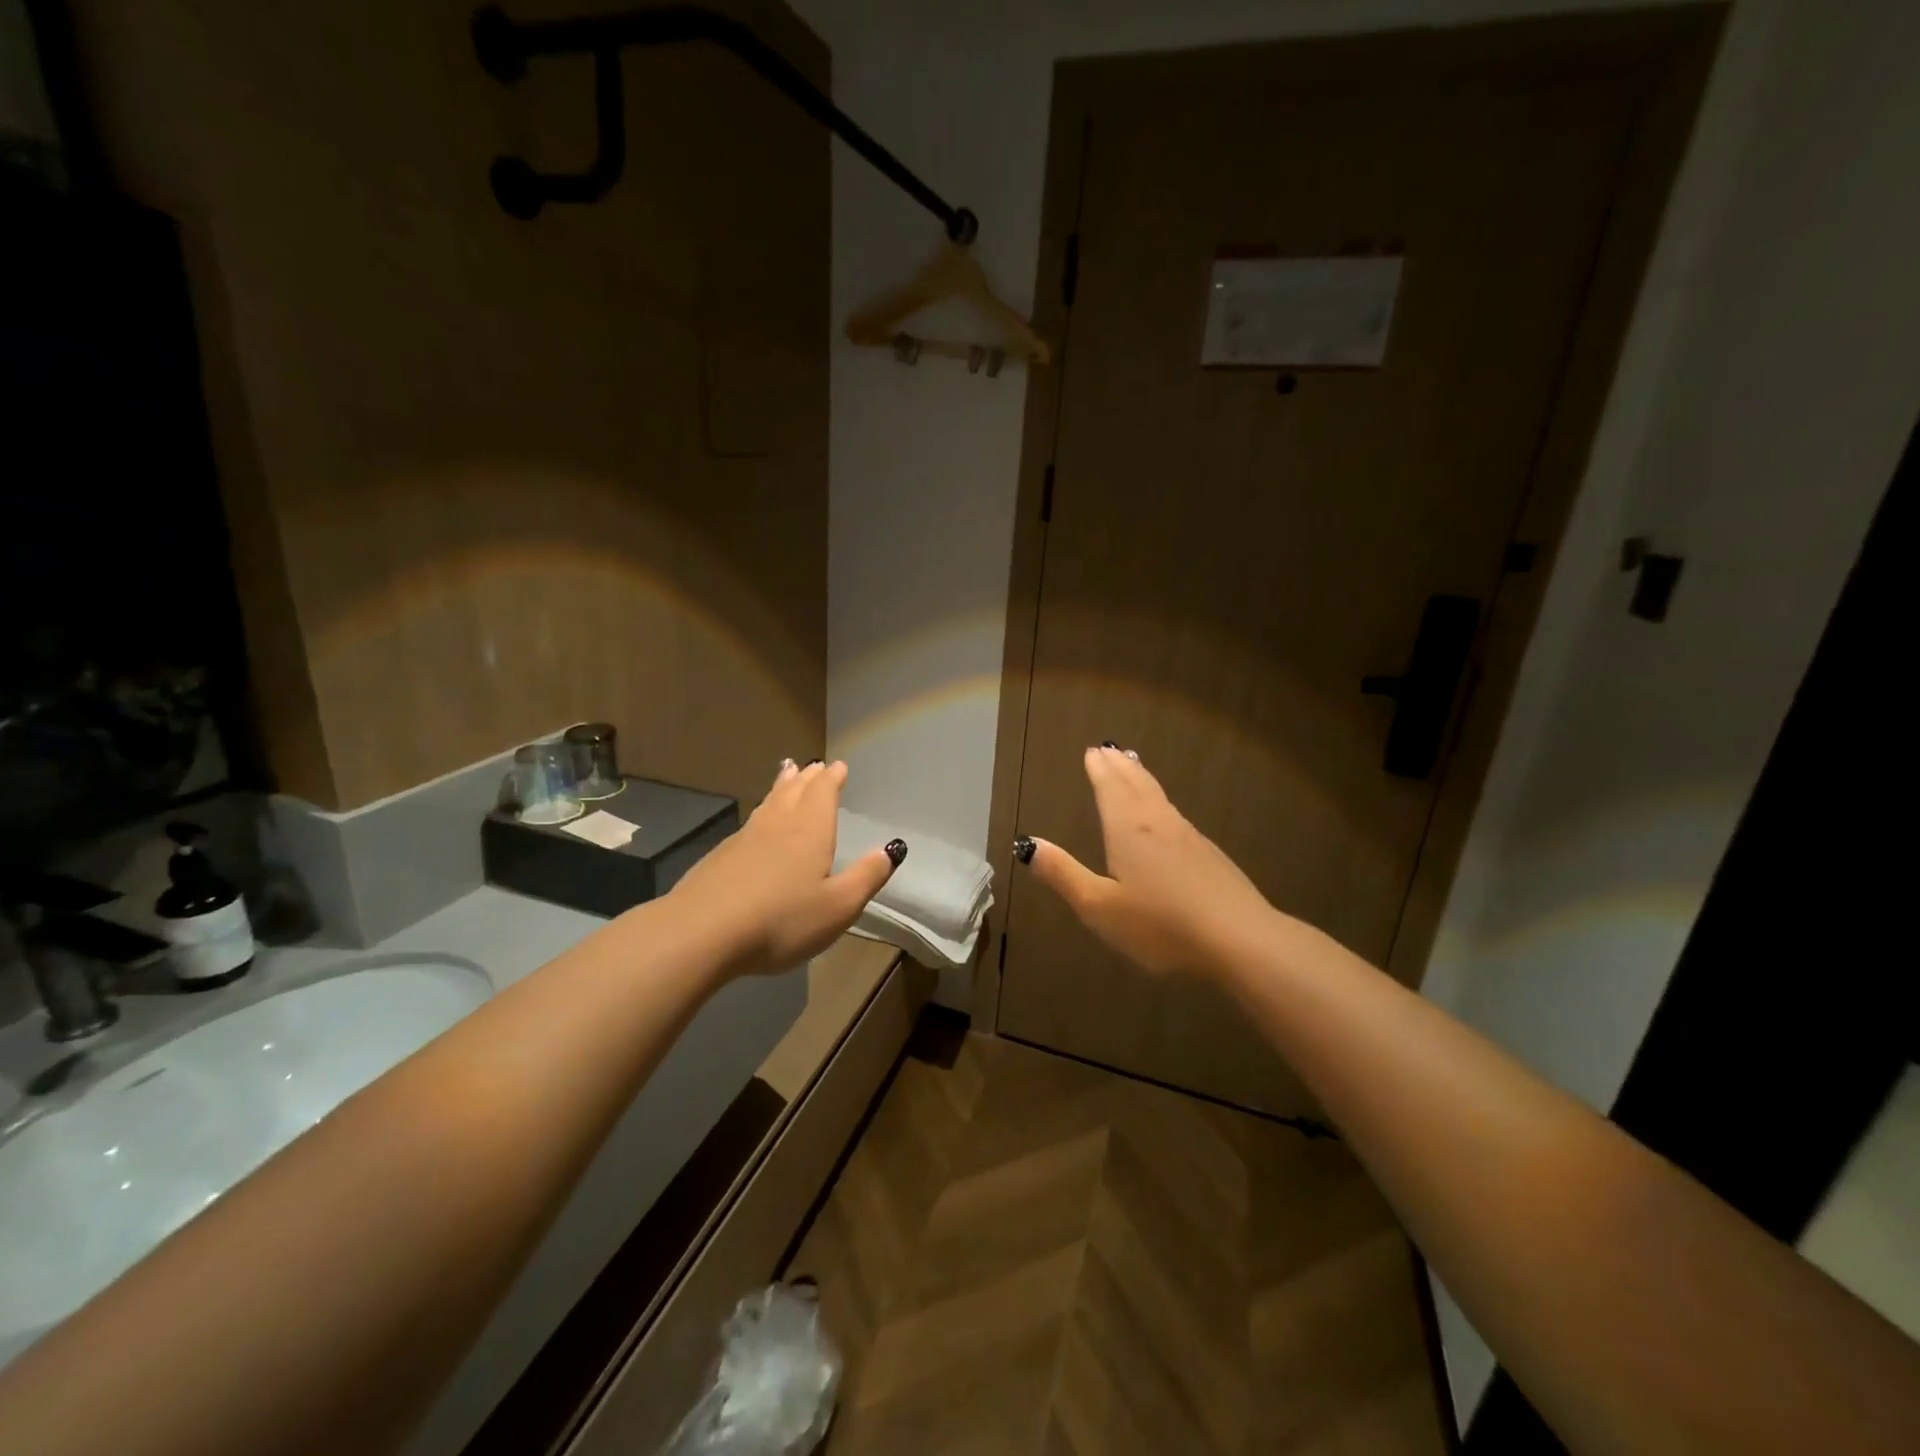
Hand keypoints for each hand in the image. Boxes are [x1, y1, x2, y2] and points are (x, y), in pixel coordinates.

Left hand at [668, 758, 902, 975]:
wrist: (703, 932)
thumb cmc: (782, 920)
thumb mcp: (838, 906)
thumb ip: (867, 877)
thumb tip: (892, 849)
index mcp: (810, 831)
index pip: (823, 793)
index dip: (832, 779)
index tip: (837, 766)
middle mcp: (778, 825)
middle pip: (794, 791)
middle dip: (807, 778)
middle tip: (813, 765)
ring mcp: (744, 838)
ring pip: (769, 803)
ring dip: (781, 787)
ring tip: (787, 774)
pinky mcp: (719, 857)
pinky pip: (750, 823)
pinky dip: (761, 813)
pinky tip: (757, 825)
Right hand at [1017, 745, 1275, 979]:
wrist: (1240, 940)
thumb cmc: (1161, 925)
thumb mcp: (1100, 907)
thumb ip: (1064, 875)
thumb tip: (1028, 844)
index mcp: (1128, 831)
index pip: (1111, 789)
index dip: (1099, 770)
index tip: (1092, 751)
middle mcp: (1159, 824)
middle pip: (1137, 785)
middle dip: (1120, 767)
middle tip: (1109, 750)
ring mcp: (1189, 838)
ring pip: (1159, 798)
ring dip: (1142, 778)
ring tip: (1133, 767)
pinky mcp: (1211, 856)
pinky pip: (1176, 815)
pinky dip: (1161, 802)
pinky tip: (1167, 817)